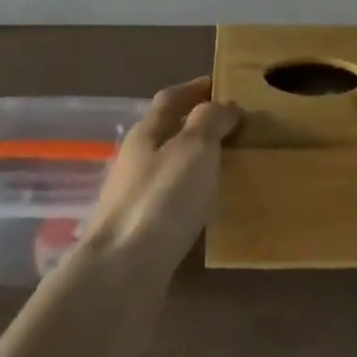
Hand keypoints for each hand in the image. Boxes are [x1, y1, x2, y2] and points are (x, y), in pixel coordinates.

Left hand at [83, 77, 241, 275]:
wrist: (122, 273)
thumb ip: (210, 121)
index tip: (221, 83)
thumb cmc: (162, 199)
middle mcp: (135, 160)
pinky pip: (170, 200)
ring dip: (195, 161)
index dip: (195, 88)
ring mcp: (133, 198)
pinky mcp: (138, 232)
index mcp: (145, 133)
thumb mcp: (194, 148)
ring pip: (169, 167)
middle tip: (234, 127)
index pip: (170, 99)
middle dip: (197, 125)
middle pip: (167, 132)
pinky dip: (191, 193)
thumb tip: (224, 104)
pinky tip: (207, 207)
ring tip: (228, 165)